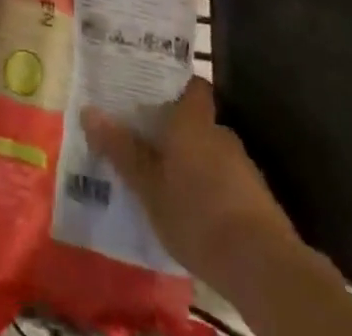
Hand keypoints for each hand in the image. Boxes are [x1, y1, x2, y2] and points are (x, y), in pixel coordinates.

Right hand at [83, 77, 301, 281]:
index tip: (152, 92)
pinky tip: (195, 210)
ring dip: (193, 162)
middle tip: (148, 143)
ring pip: (210, 151)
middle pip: (196, 119)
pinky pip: (225, 180)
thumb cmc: (196, 214)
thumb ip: (121, 149)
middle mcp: (220, 132)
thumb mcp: (148, 186)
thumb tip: (88, 111)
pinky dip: (210, 188)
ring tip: (166, 180)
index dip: (175, 85)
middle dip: (176, 130)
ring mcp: (242, 165)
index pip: (192, 85)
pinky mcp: (257, 198)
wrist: (262, 266)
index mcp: (193, 120)